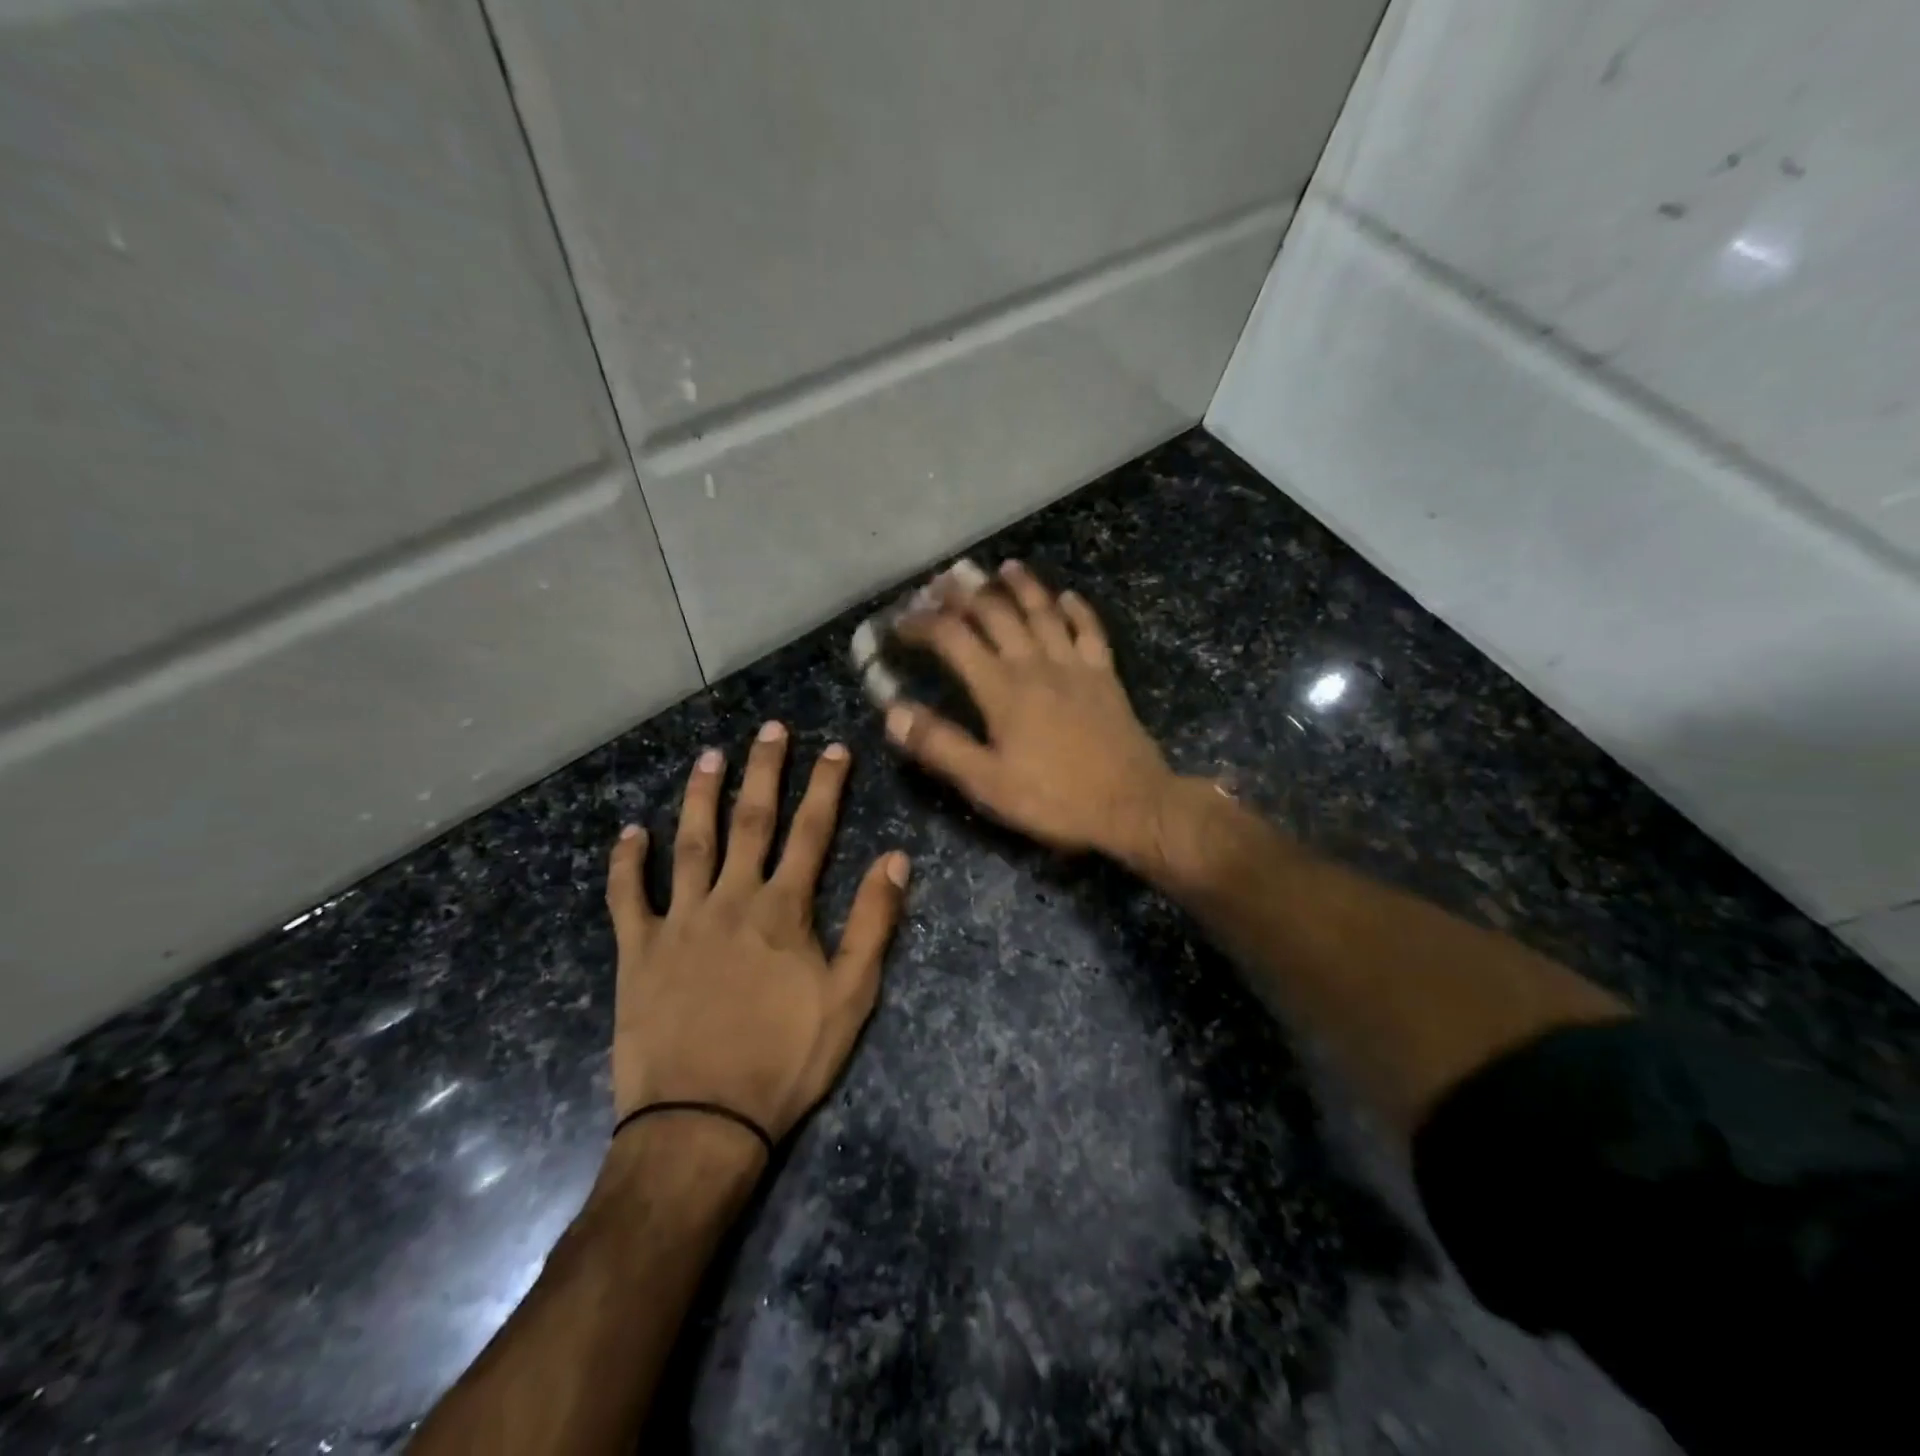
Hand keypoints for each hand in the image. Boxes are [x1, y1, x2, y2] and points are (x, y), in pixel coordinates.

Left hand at [603, 724, 909, 1143]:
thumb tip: (896, 859)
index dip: (826, 787)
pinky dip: (626, 863)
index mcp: (784, 910)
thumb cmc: (785, 1060)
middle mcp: (732, 899)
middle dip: (765, 772)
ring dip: (701, 797)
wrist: (702, 1122)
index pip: (812, 832)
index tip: (834, 749)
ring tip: (709, 757)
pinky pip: (627, 897)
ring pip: (690, 844)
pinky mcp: (638, 950)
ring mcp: (680, 921)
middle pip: (751, 822)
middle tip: (770, 730)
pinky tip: (629, 832)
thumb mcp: (850, 997)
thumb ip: (873, 923)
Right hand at [885, 560, 1175, 859]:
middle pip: (996, 613)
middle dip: (965, 593)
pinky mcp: (1105, 675)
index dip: (922, 624)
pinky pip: (1089, 630)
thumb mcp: (986, 783)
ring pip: (1043, 611)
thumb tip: (893, 710)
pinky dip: (1077, 609)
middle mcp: (1035, 663)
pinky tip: (1068, 596)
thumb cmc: (1053, 798)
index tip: (900, 622)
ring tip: (1004, 568)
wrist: (1131, 804)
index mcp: (1001, 688)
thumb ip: (939, 745)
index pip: (953, 638)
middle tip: (943, 581)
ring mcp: (1075, 665)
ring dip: (1021, 586)